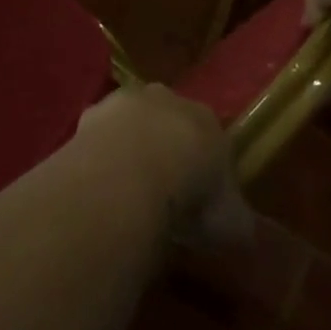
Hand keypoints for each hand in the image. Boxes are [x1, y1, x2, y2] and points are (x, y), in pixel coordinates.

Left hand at [75, 84, 250, 247]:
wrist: (128, 174)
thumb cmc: (189, 195)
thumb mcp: (230, 222)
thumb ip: (236, 222)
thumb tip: (241, 230)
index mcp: (208, 119)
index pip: (211, 137)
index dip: (204, 167)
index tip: (198, 198)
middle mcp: (167, 100)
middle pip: (168, 122)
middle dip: (165, 149)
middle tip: (161, 191)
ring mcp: (125, 101)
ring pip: (131, 123)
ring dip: (129, 147)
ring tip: (125, 190)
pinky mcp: (90, 112)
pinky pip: (99, 135)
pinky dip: (100, 154)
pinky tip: (98, 183)